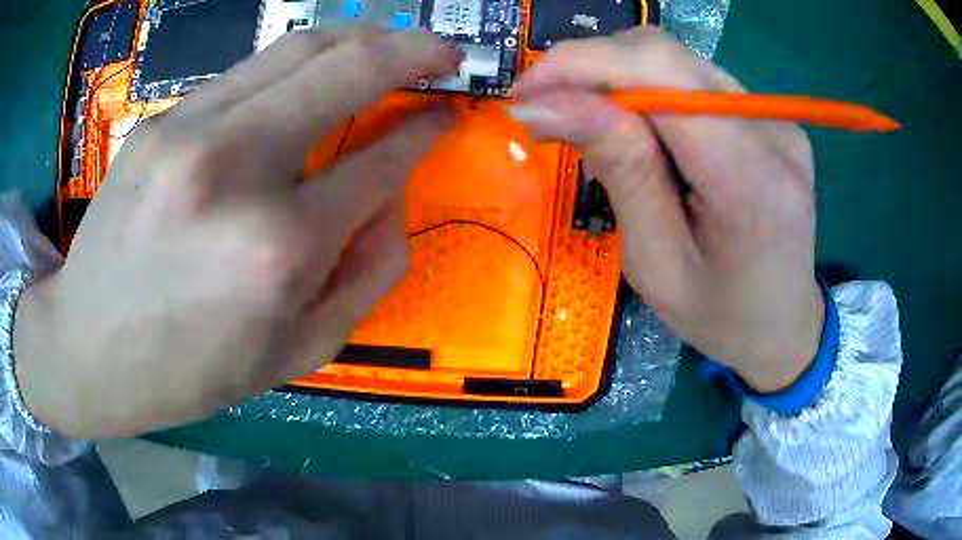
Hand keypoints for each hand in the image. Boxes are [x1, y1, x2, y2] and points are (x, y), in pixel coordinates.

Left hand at [13, 29, 460, 437]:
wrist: (88, 348)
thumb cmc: (191, 370)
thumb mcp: (296, 354)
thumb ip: (366, 276)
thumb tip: (394, 198)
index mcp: (279, 249)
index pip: (380, 162)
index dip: (425, 131)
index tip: (449, 113)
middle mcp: (237, 169)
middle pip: (347, 68)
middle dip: (412, 49)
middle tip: (443, 51)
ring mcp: (190, 131)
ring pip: (298, 49)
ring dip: (359, 38)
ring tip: (390, 43)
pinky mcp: (162, 120)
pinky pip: (248, 74)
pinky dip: (296, 65)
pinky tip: (309, 78)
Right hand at [513, 28, 823, 391]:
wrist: (784, 325)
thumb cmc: (721, 315)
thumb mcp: (657, 262)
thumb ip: (618, 169)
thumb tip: (547, 103)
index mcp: (750, 177)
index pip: (661, 74)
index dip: (584, 64)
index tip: (526, 92)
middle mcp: (771, 129)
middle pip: (667, 56)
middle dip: (592, 68)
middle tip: (547, 108)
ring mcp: (775, 119)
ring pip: (678, 60)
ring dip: (617, 78)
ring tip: (586, 120)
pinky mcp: (769, 117)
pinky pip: (695, 81)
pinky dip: (649, 91)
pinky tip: (634, 126)